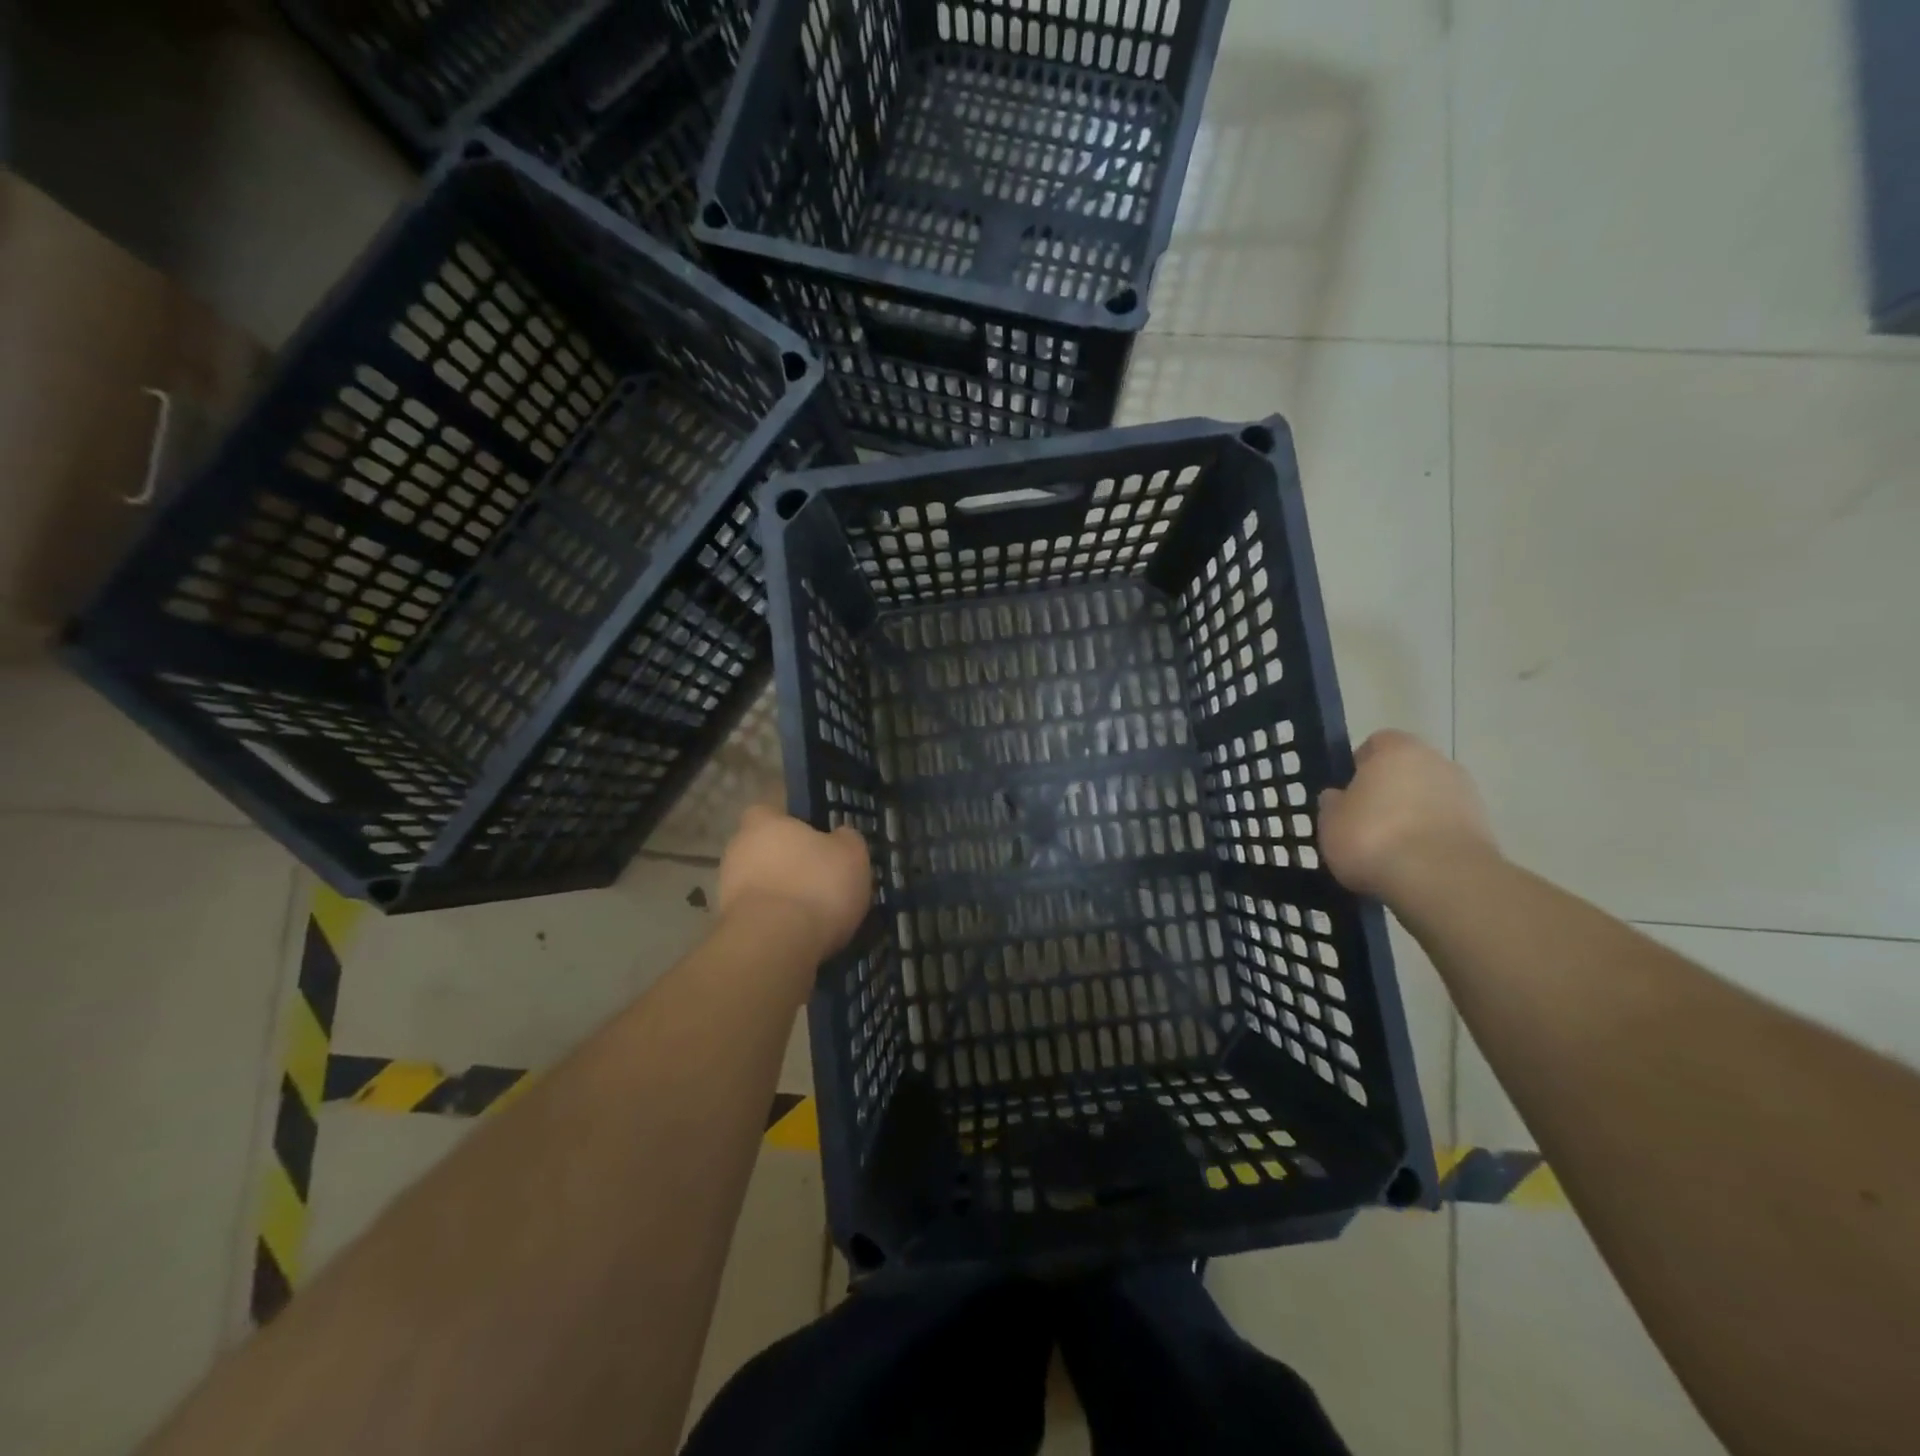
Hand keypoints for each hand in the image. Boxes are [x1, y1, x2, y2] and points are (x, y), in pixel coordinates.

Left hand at [717, 805, 870, 959]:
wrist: (774, 946)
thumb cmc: (816, 886)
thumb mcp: (852, 855)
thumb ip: (846, 840)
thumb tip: (840, 836)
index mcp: (764, 822)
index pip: (770, 811)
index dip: (791, 823)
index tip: (814, 838)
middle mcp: (738, 849)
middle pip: (763, 849)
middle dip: (786, 862)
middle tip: (818, 878)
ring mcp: (727, 889)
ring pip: (759, 884)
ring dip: (780, 894)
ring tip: (813, 913)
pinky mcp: (727, 926)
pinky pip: (758, 915)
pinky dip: (775, 922)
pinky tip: (799, 935)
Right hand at [1319, 730, 1498, 900]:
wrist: (1441, 880)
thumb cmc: (1374, 837)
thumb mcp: (1330, 822)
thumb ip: (1333, 804)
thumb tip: (1338, 797)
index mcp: (1397, 750)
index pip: (1377, 744)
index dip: (1360, 766)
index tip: (1348, 793)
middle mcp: (1437, 762)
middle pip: (1407, 770)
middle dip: (1390, 791)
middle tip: (1367, 821)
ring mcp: (1467, 794)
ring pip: (1430, 798)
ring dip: (1414, 815)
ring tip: (1392, 848)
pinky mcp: (1485, 828)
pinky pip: (1447, 825)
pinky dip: (1433, 838)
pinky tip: (1415, 863)